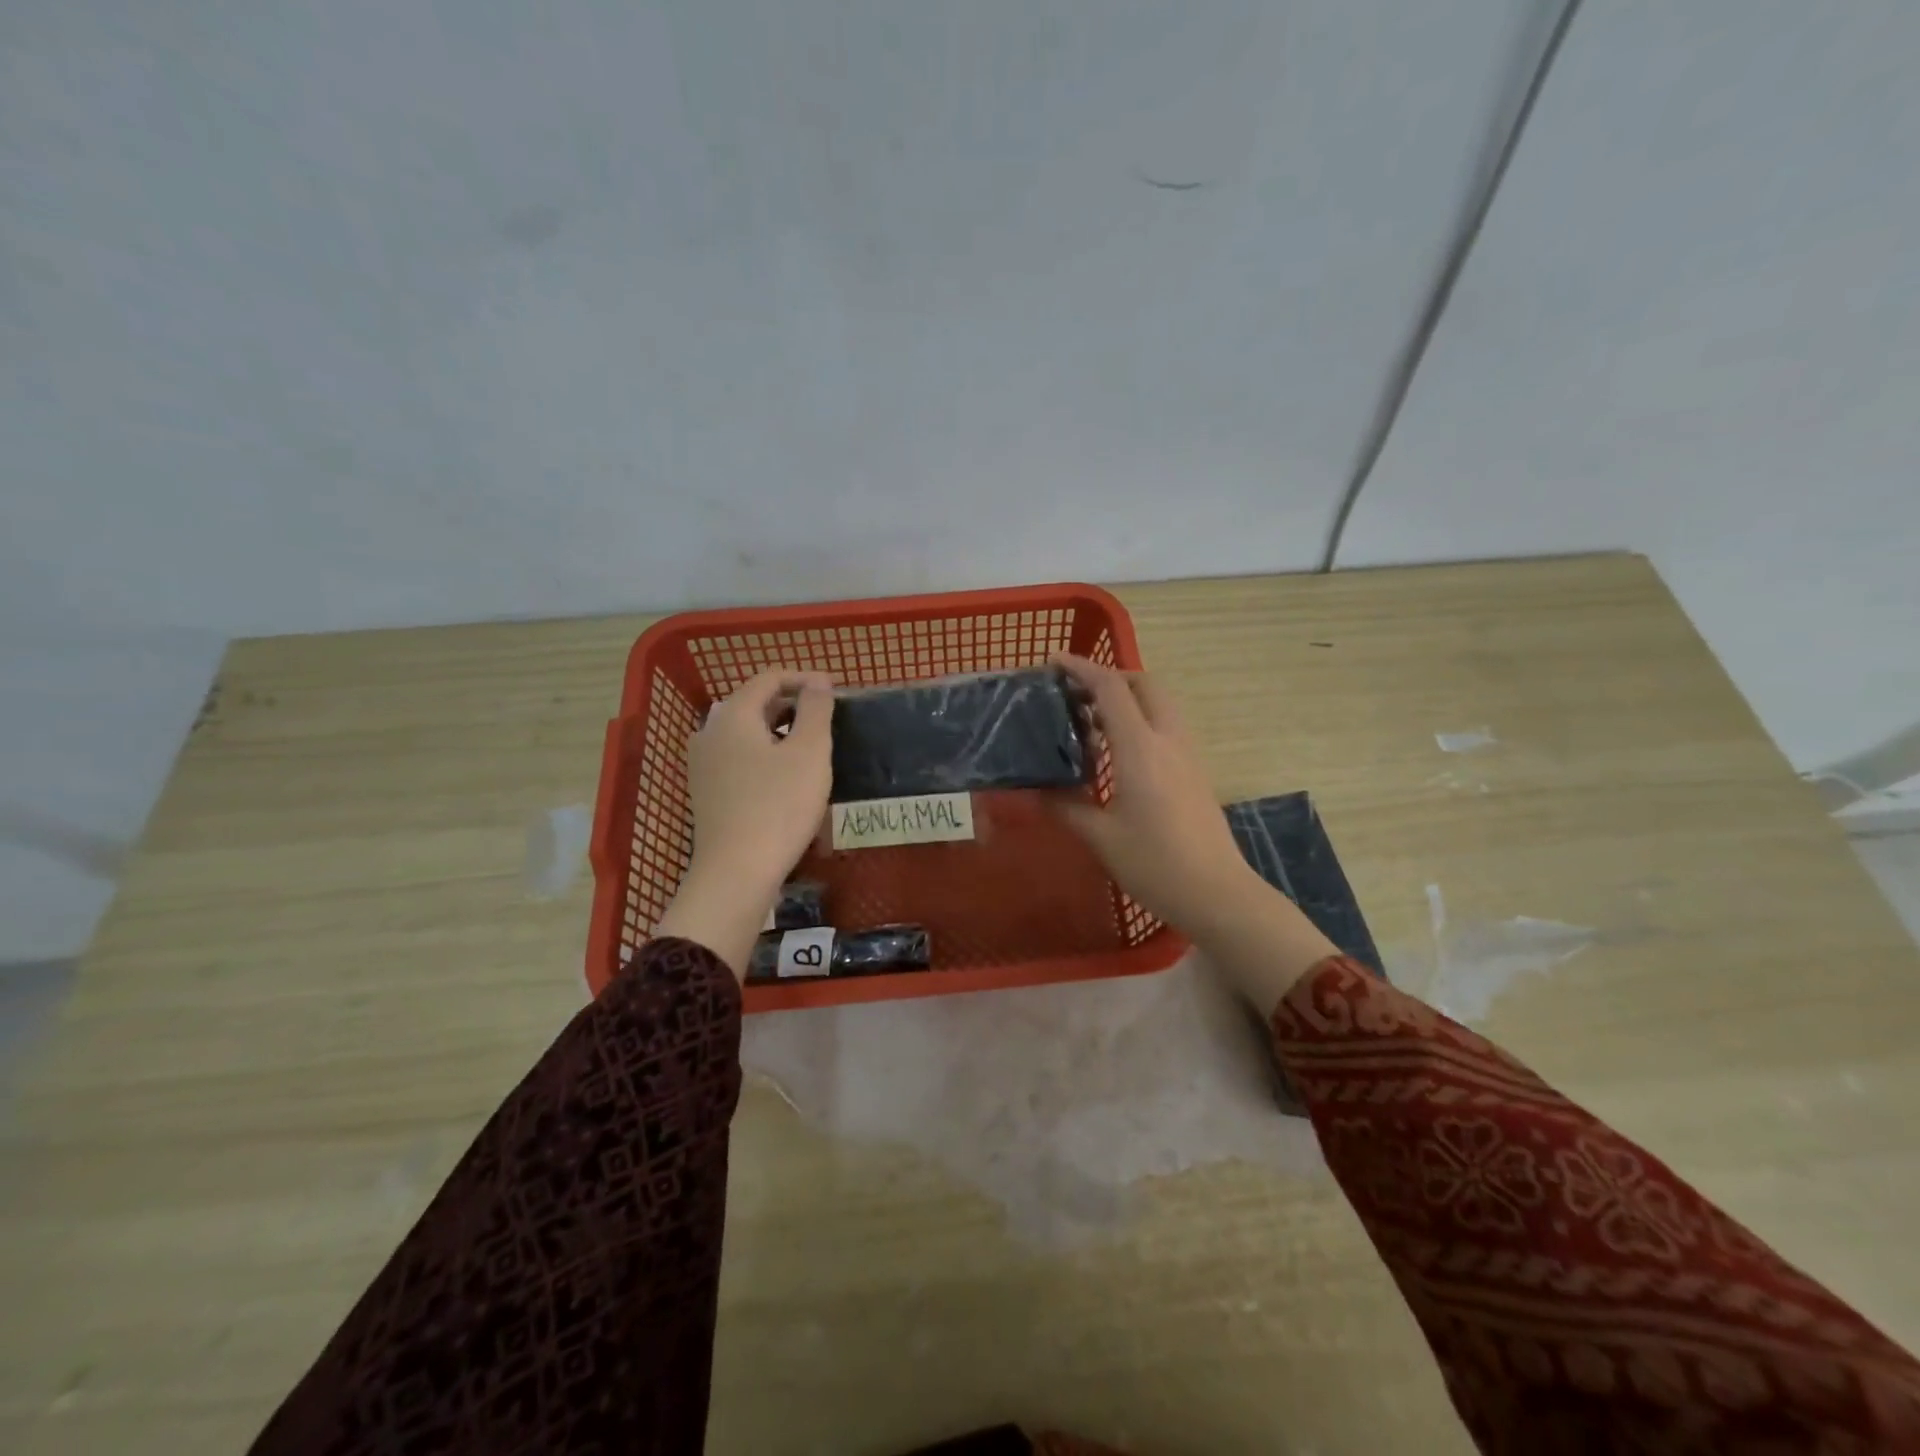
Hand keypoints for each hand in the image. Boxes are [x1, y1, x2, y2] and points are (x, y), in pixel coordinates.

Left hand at [655, 669, 833, 977]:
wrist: (736, 871)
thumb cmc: (779, 806)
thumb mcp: (809, 752)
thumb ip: (816, 709)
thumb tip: (818, 681)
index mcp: (733, 714)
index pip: (769, 678)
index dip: (804, 678)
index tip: (835, 690)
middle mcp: (710, 731)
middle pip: (754, 702)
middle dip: (792, 704)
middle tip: (826, 718)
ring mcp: (703, 763)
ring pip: (745, 731)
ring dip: (778, 730)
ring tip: (810, 746)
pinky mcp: (705, 790)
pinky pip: (737, 756)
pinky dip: (763, 753)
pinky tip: (784, 775)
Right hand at [1051, 655, 1258, 934]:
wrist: (1217, 893)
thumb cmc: (1155, 864)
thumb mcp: (1100, 837)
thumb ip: (1065, 805)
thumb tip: (1035, 789)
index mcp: (1141, 748)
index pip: (1111, 689)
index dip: (1081, 668)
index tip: (1053, 661)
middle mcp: (1168, 739)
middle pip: (1144, 684)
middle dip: (1109, 677)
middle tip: (1075, 694)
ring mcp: (1188, 754)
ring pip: (1159, 704)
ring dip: (1127, 699)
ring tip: (1091, 722)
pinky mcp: (1195, 770)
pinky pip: (1166, 726)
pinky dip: (1140, 720)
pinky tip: (1118, 753)